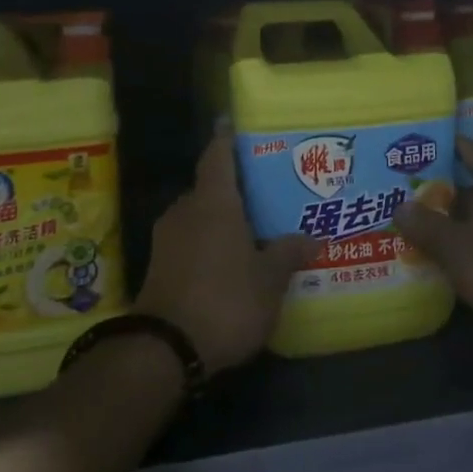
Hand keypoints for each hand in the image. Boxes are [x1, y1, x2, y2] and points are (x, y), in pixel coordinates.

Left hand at [136, 132, 315, 373]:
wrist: (165, 349)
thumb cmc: (226, 300)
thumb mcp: (269, 280)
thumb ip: (289, 253)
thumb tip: (313, 237)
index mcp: (213, 203)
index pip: (218, 156)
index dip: (226, 138)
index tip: (232, 122)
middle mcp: (185, 211)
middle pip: (210, 188)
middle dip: (235, 188)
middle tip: (265, 191)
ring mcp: (167, 239)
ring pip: (199, 217)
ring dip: (221, 219)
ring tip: (253, 227)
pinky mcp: (159, 266)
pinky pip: (189, 241)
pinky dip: (209, 243)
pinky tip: (230, 260)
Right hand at [397, 138, 472, 362]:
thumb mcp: (455, 248)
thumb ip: (426, 225)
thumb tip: (400, 206)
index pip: (468, 149)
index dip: (441, 152)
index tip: (415, 157)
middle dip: (450, 191)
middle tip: (416, 197)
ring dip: (469, 217)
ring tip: (435, 227)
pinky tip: (467, 253)